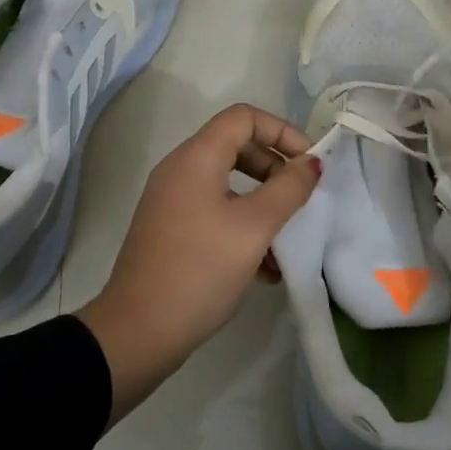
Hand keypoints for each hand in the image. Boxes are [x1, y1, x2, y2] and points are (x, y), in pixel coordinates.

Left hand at [78, 103, 321, 423]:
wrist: (139, 332)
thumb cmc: (200, 270)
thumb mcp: (254, 228)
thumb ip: (288, 190)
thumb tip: (312, 163)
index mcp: (196, 158)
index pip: (244, 117)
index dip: (283, 131)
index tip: (310, 165)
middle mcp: (180, 171)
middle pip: (237, 147)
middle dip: (276, 170)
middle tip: (301, 200)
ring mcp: (172, 202)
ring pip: (229, 185)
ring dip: (263, 204)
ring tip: (288, 240)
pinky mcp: (171, 231)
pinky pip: (215, 212)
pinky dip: (243, 227)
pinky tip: (266, 269)